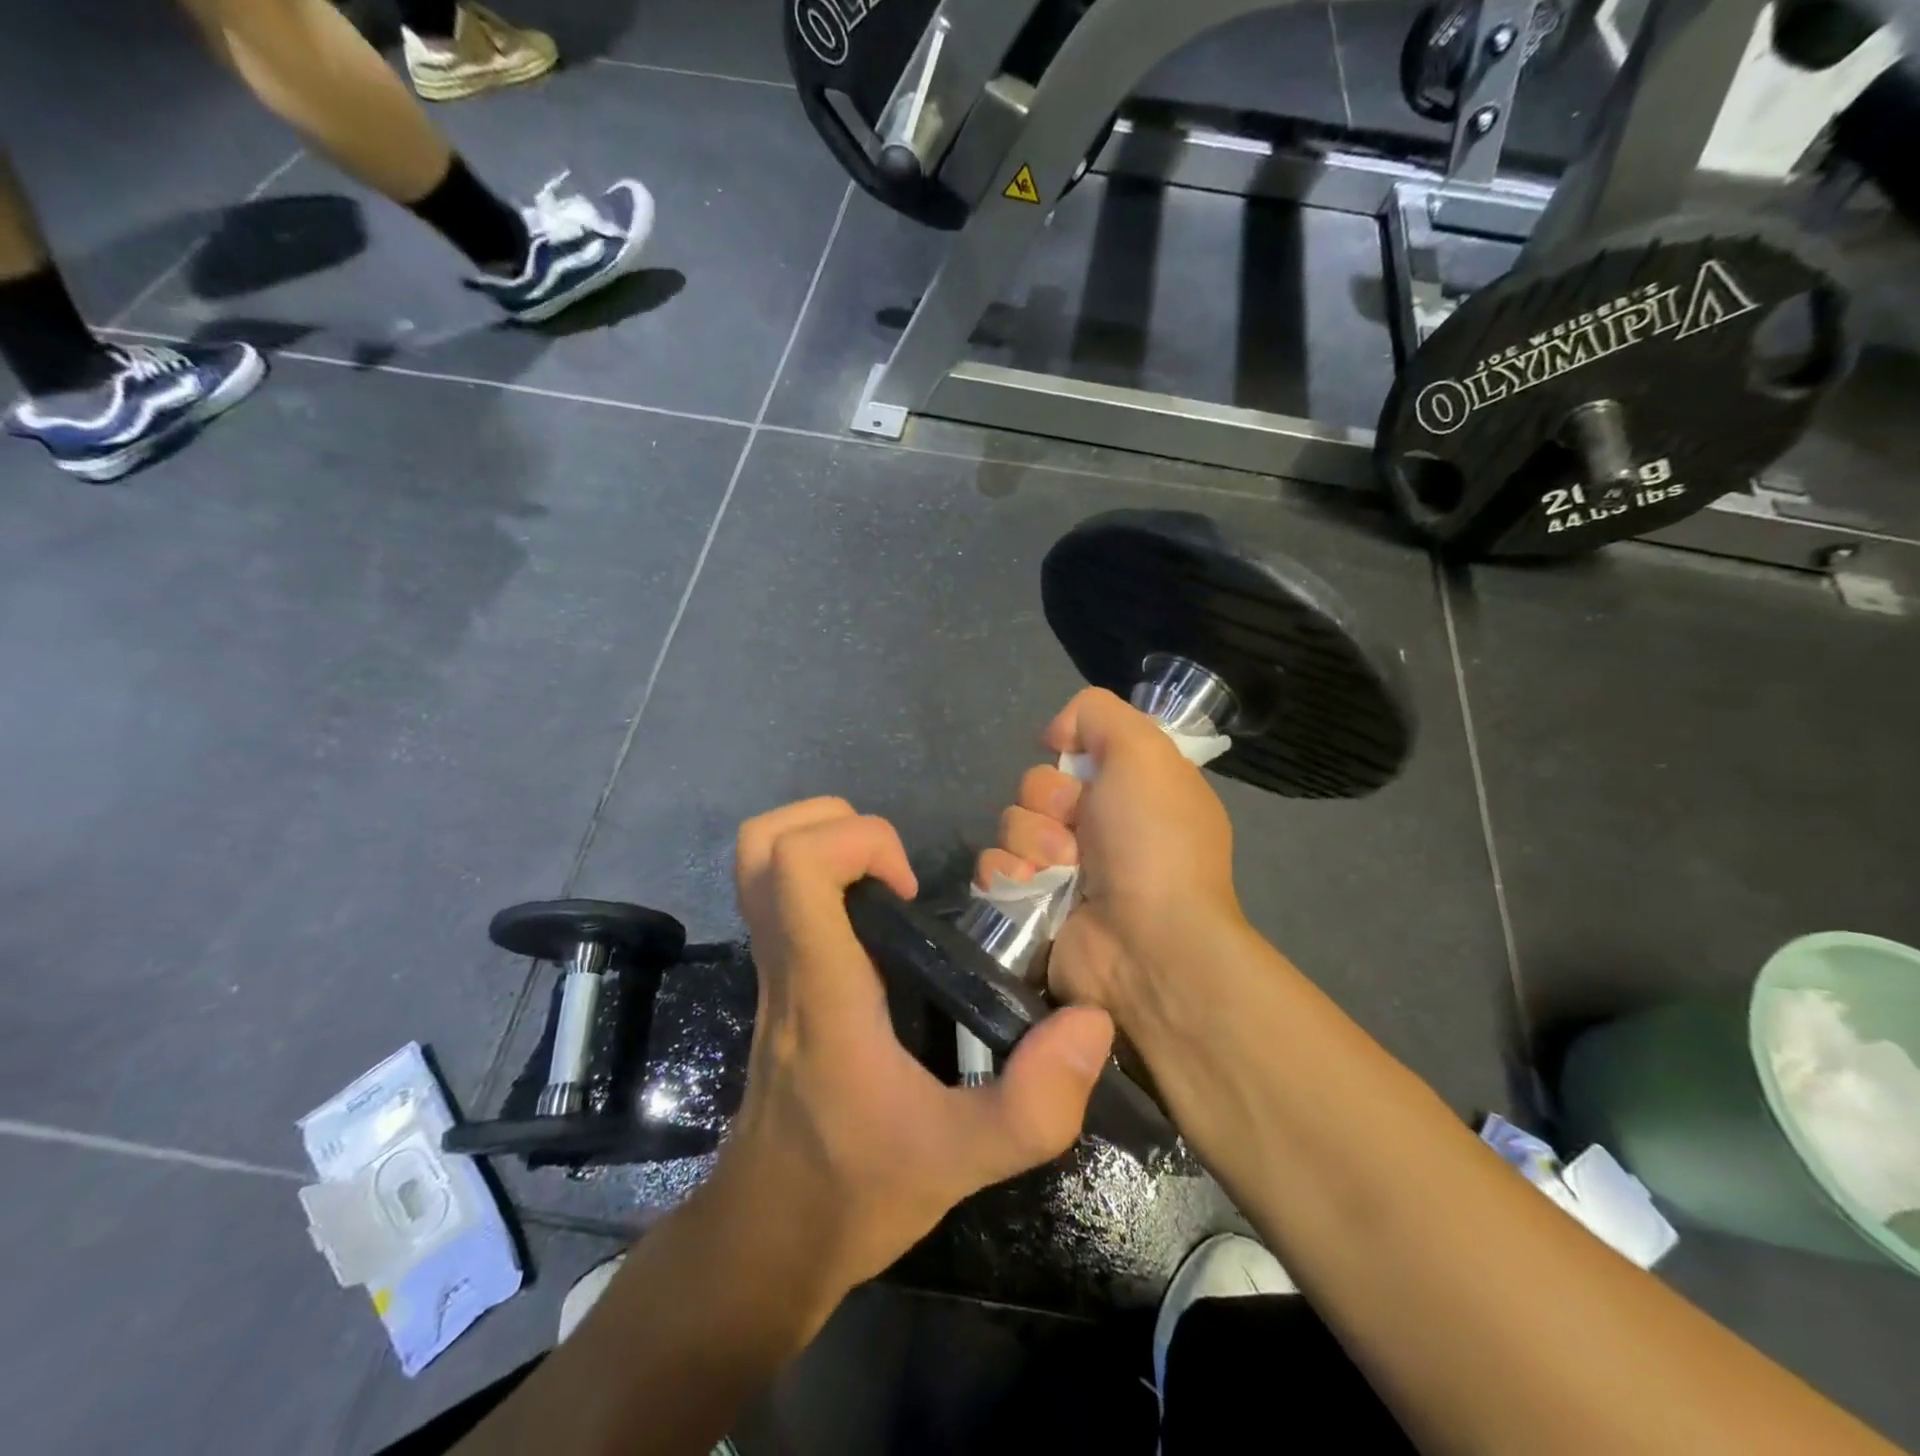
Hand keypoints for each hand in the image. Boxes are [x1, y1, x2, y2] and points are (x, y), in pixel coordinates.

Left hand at [718, 797, 1116, 1304]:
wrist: (768, 1239)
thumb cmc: (853, 1192)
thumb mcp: (960, 1160)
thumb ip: (1034, 1103)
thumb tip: (1090, 1021)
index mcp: (821, 984)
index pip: (796, 864)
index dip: (858, 842)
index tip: (909, 887)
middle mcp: (785, 961)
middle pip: (763, 842)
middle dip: (830, 822)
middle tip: (893, 869)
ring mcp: (773, 968)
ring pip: (759, 863)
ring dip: (821, 842)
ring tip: (887, 886)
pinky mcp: (777, 982)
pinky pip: (778, 896)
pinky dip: (818, 877)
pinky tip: (876, 925)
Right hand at [976, 688, 1249, 1028]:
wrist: (1146, 945)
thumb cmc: (1152, 842)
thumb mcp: (1145, 752)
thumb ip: (1100, 713)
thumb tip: (1055, 734)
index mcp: (1132, 789)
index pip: (1074, 750)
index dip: (1070, 755)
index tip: (1078, 765)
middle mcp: (1099, 825)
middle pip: (1036, 785)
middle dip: (1049, 803)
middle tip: (1079, 831)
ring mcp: (1064, 868)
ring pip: (1011, 823)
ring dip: (1032, 843)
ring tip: (1063, 871)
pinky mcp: (1031, 903)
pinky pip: (993, 866)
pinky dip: (1008, 874)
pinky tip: (1033, 890)